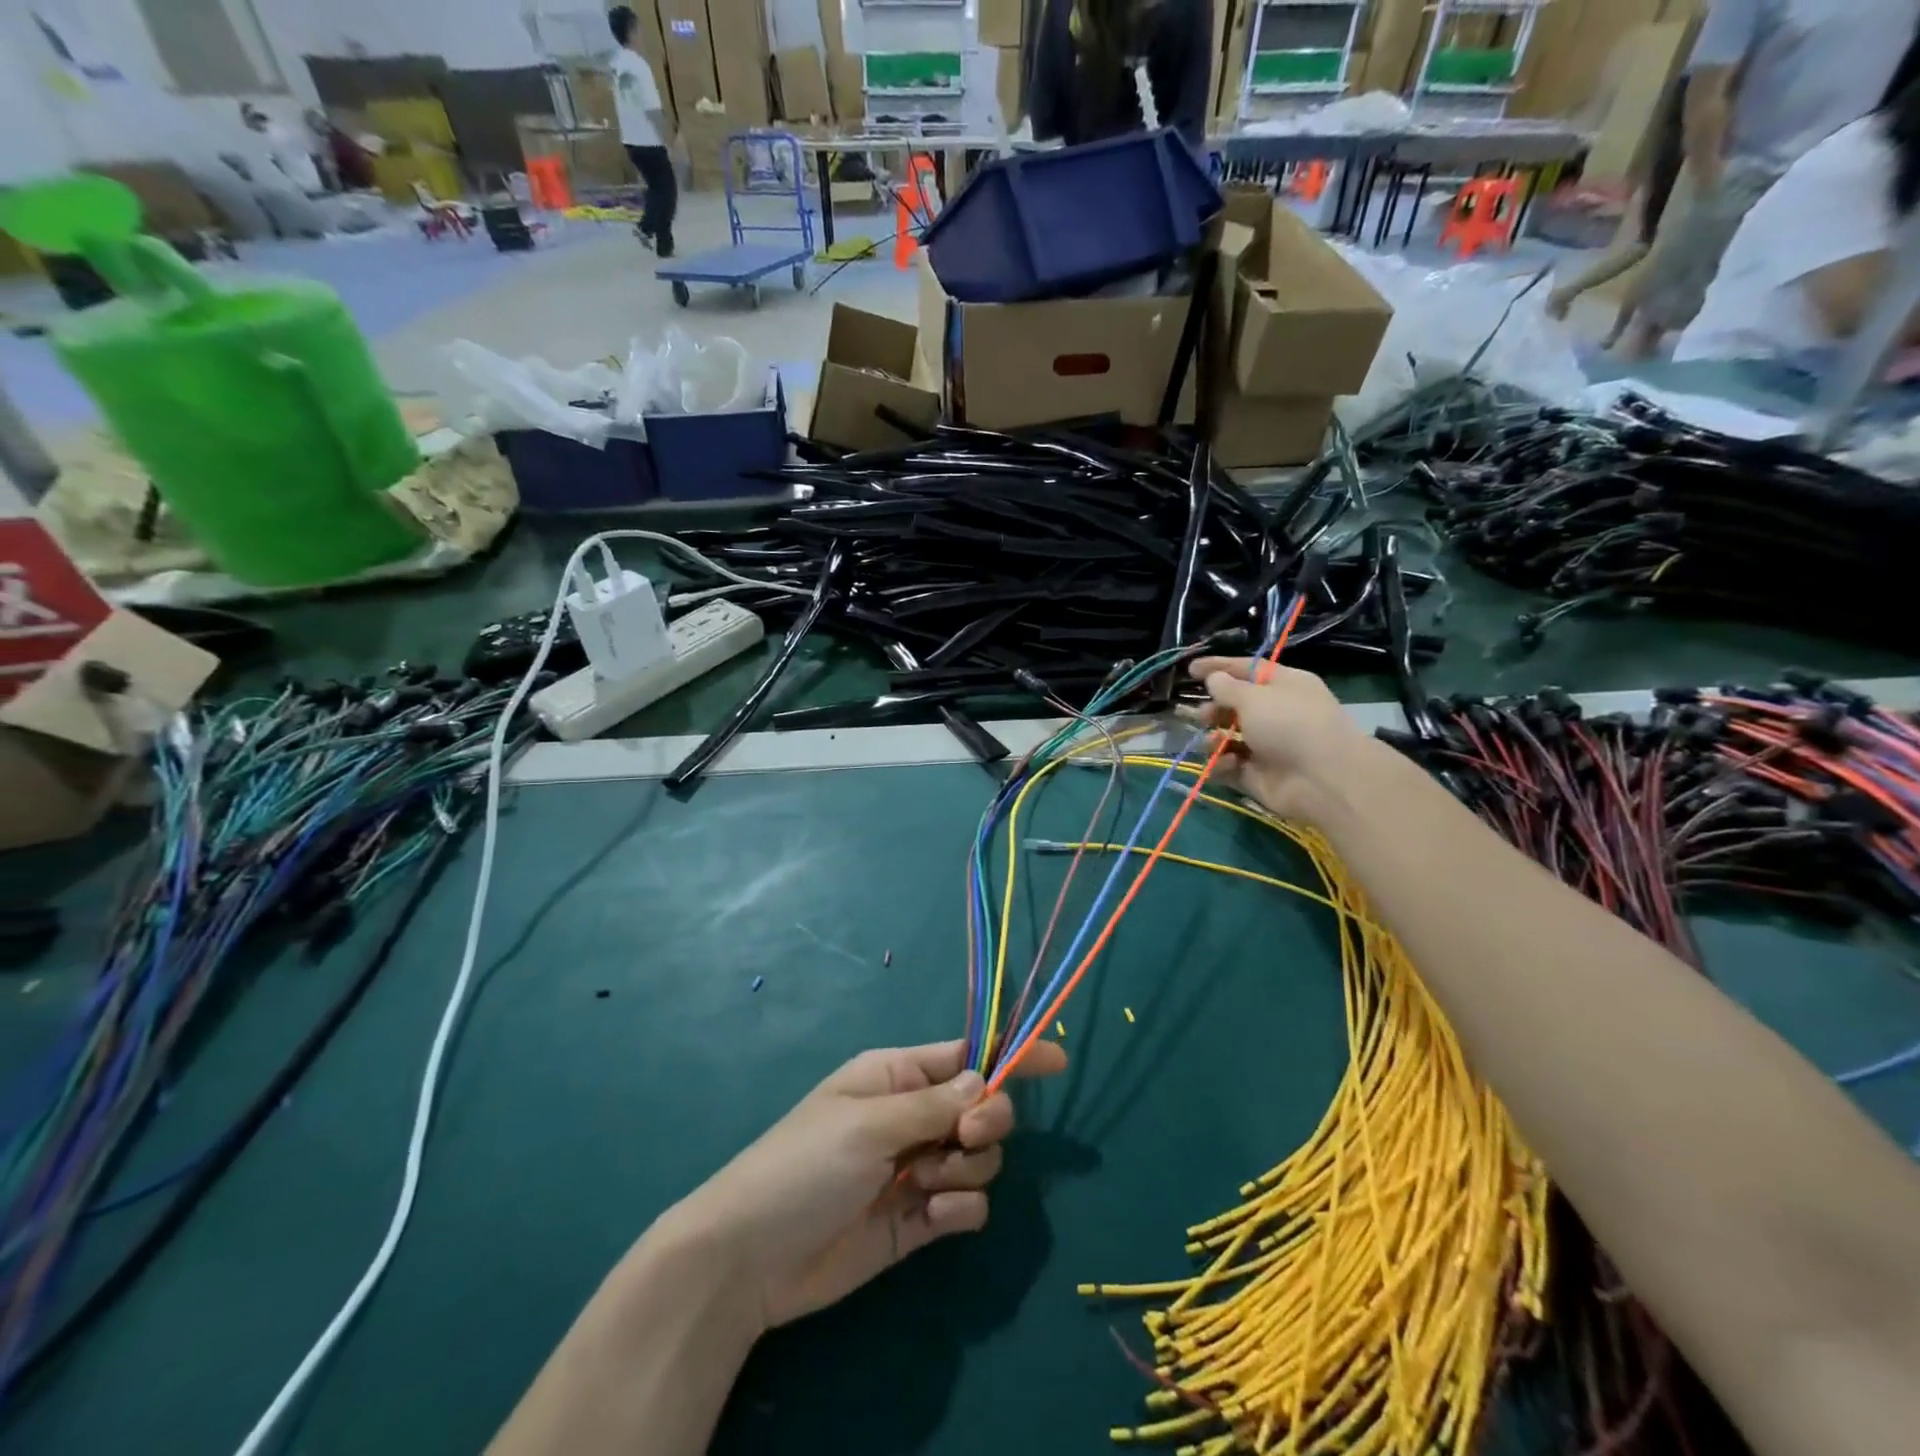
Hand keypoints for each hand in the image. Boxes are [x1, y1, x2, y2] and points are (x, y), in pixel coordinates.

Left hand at [671, 1039, 1066, 1331]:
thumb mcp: (868, 1123)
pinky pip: (968, 1204)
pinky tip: (930, 1214)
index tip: (1056, 1060)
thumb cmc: (804, 1165)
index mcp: (897, 1075)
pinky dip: (961, 1207)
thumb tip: (986, 1082)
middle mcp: (913, 1116)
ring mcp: (918, 1168)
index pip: (966, 1057)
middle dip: (987, 1120)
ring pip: (982, 1156)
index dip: (1010, 1057)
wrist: (752, 1259)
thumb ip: (934, 1104)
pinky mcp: (920, 1219)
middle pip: (984, 1106)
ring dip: (967, 1168)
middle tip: (961, 1136)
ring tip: (924, 1184)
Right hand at [1187, 657, 1373, 821]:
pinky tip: (1228, 763)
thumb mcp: (1254, 697)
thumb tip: (1214, 678)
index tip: (1190, 670)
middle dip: (1214, 710)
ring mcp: (1267, 746)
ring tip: (1213, 742)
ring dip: (1214, 738)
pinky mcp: (1258, 774)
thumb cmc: (1290, 724)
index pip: (1247, 670)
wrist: (1322, 778)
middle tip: (1201, 715)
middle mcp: (1276, 713)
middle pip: (1235, 706)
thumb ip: (1227, 687)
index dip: (1218, 667)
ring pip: (1228, 737)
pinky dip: (1224, 764)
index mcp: (1283, 685)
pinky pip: (1230, 765)